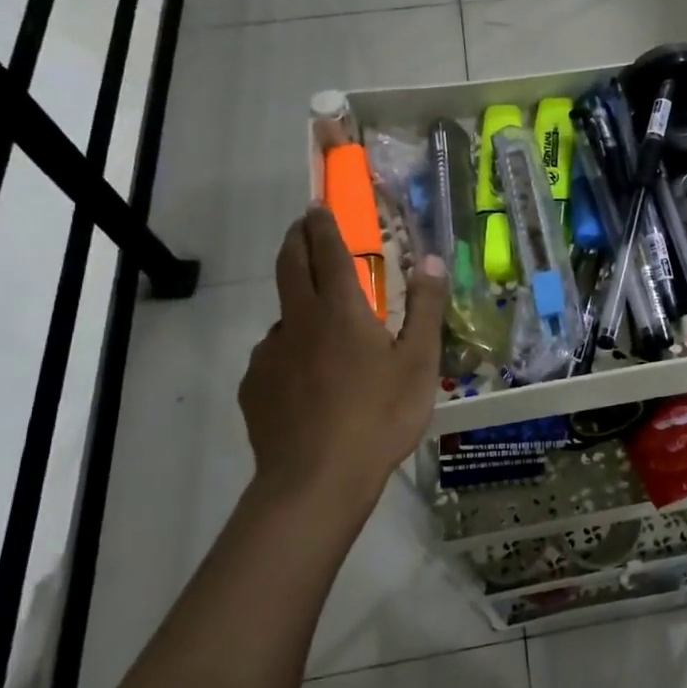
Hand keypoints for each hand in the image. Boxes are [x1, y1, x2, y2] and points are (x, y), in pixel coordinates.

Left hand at [238, 209, 444, 530]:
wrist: (316, 480)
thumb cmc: (379, 417)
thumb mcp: (418, 362)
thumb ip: (424, 308)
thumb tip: (432, 260)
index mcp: (341, 310)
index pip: (328, 252)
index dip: (324, 225)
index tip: (318, 207)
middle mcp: (299, 321)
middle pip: (290, 266)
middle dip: (296, 240)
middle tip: (303, 227)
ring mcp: (270, 354)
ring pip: (283, 315)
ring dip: (296, 302)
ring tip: (319, 325)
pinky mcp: (255, 386)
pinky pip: (274, 355)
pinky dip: (290, 350)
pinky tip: (305, 379)